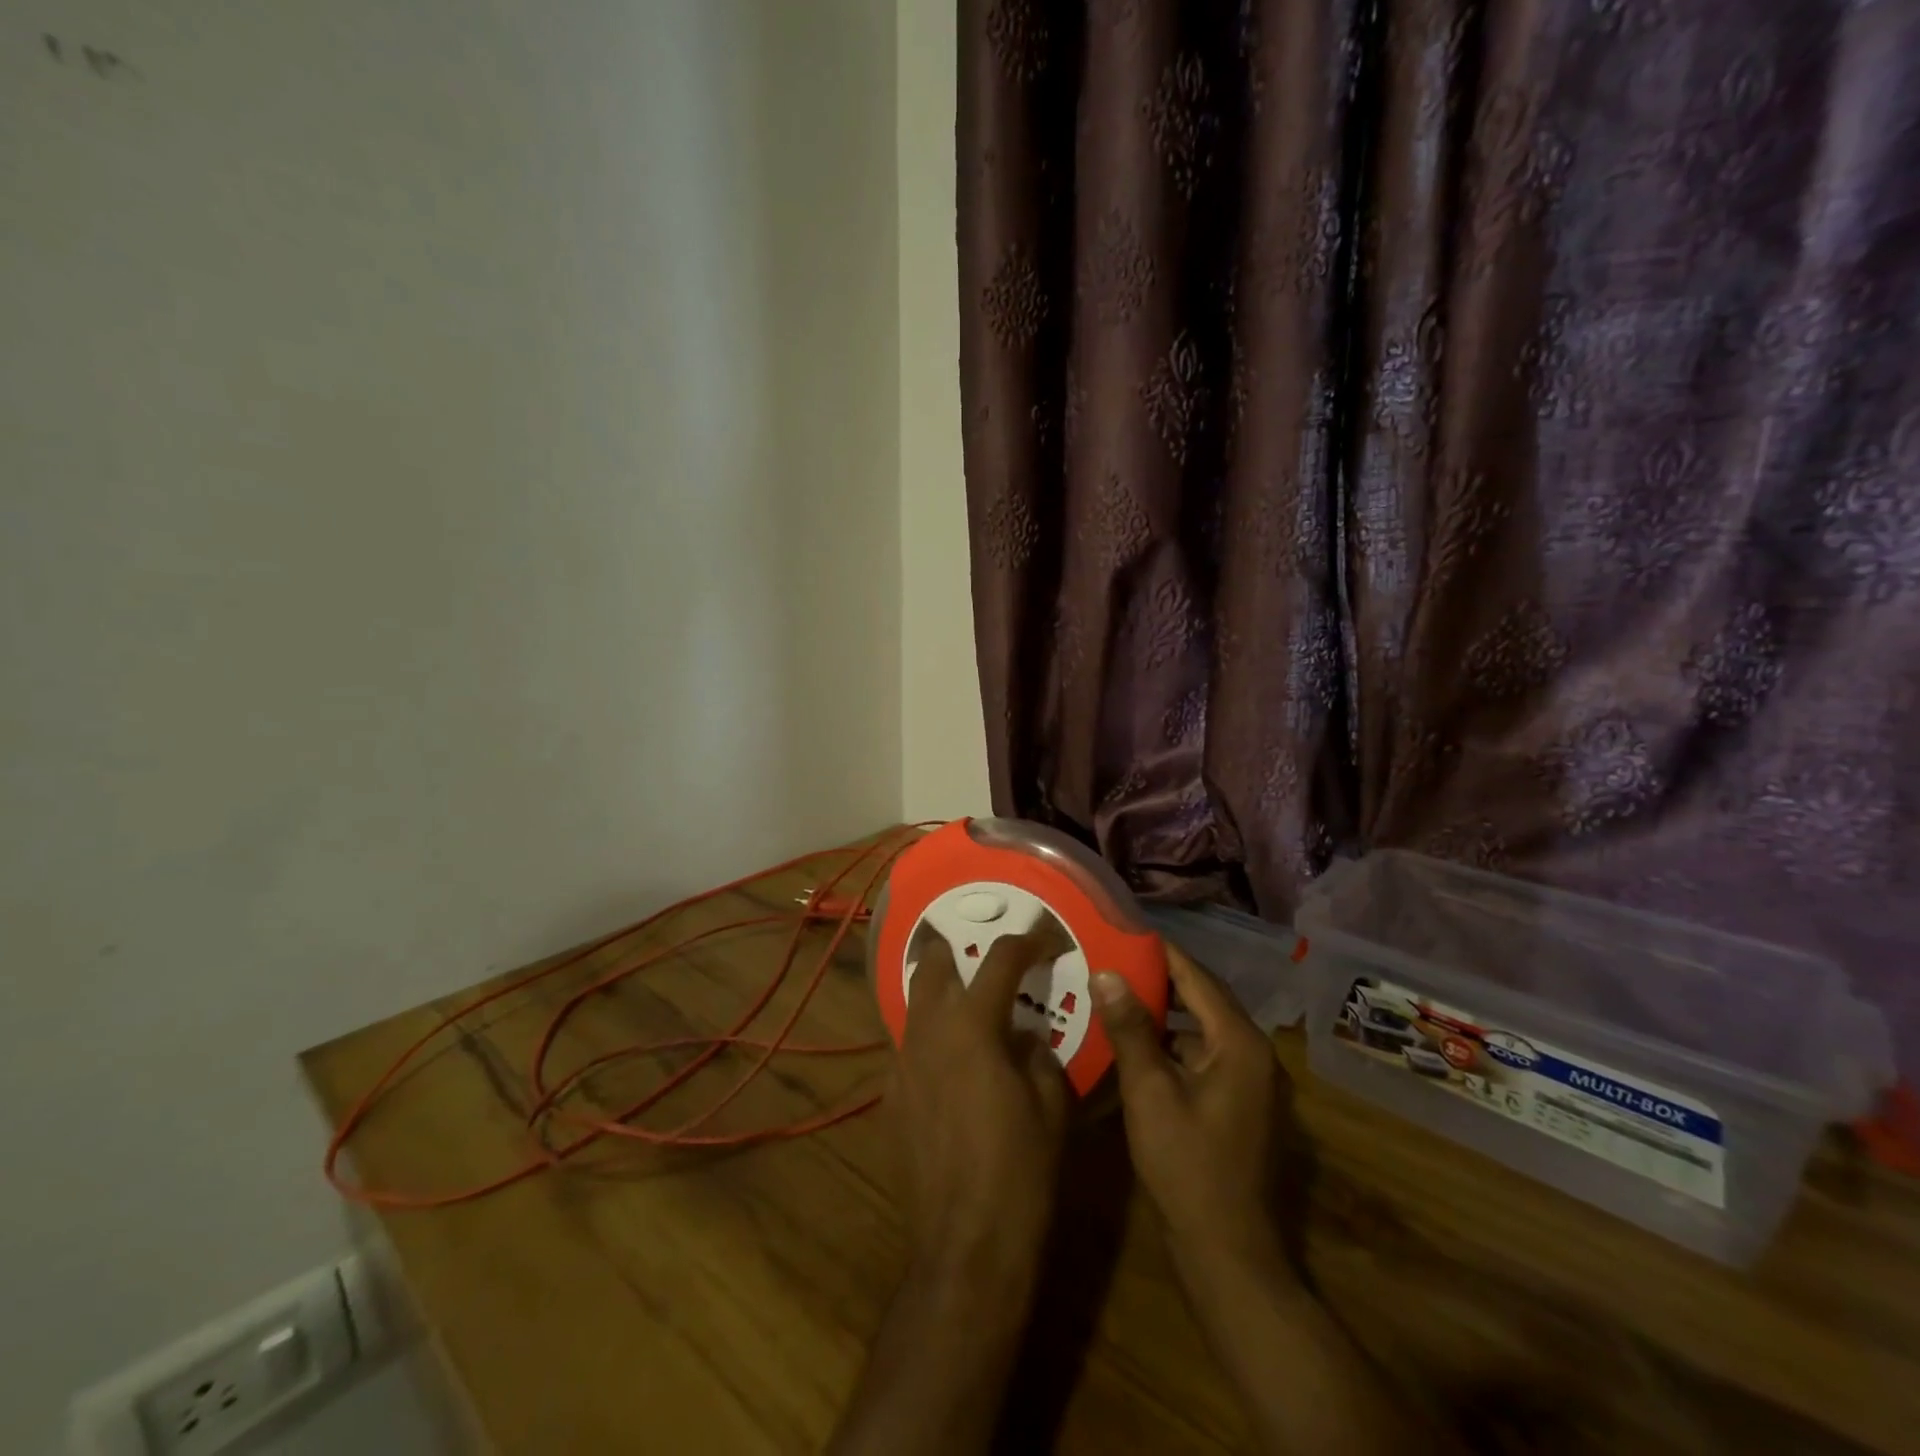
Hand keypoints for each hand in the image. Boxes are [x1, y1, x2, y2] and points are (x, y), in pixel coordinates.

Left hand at [890, 923, 1072, 1283]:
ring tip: (960, 997)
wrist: (967, 1244)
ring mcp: (901, 1064)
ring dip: (935, 990)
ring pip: (912, 1004)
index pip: (1000, 960)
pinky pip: (906, 1048)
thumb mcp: (1051, 1104)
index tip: (1043, 938)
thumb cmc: (1022, 1170)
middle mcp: (929, 1032)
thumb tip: (1024, 1035)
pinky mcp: (889, 1098)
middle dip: (953, 947)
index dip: (1027, 941)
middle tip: (976, 949)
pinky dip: (926, 1038)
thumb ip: (1036, 1053)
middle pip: (932, 965)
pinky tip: (944, 1061)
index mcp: (974, 1027)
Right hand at [1091, 947, 1287, 1279]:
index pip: (1197, 978)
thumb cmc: (1187, 1166)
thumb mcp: (1150, 1092)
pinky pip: (1204, 1055)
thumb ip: (1131, 1029)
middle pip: (1203, 999)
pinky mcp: (1240, 1104)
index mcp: (1241, 1043)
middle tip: (1114, 960)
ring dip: (1165, 1013)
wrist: (1228, 1253)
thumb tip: (1107, 972)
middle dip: (1160, 979)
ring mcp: (1251, 1081)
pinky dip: (1173, 1044)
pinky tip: (1137, 1044)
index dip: (1161, 953)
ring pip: (1202, 1029)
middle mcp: (1255, 1053)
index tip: (1124, 932)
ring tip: (1118, 994)